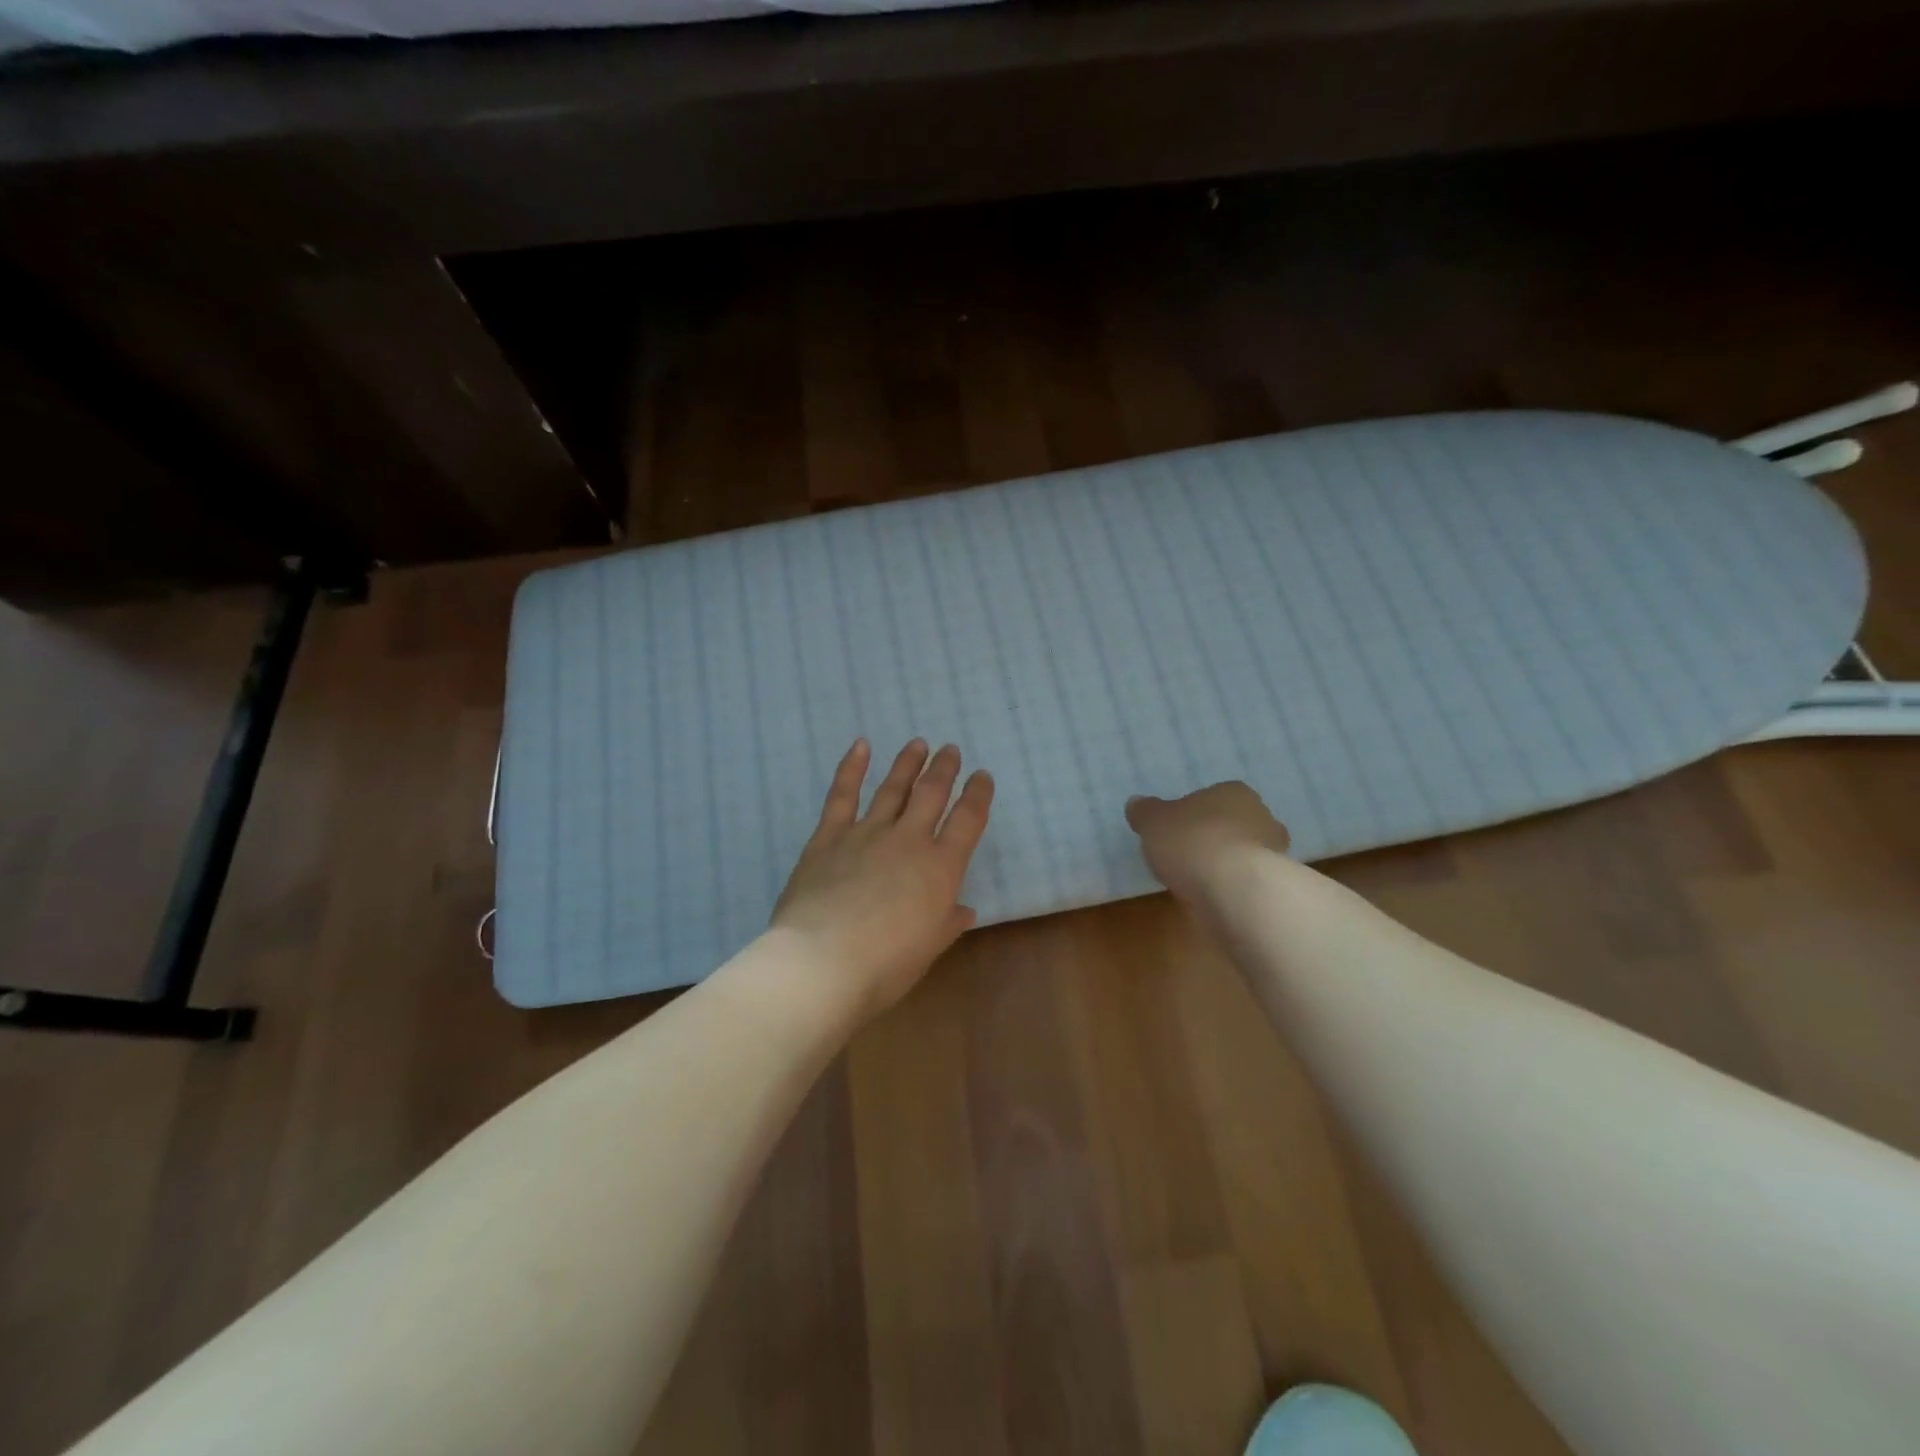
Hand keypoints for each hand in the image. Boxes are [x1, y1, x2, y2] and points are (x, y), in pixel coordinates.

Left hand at [770, 739, 994, 1023]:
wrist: (822, 962)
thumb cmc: (885, 966)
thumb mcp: (928, 948)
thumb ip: (947, 922)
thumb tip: (962, 909)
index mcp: (940, 868)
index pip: (967, 820)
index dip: (978, 795)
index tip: (982, 777)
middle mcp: (908, 840)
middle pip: (932, 794)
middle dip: (944, 769)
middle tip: (950, 750)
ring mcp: (867, 833)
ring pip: (892, 788)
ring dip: (907, 764)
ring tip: (918, 744)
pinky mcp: (829, 836)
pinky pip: (842, 795)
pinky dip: (851, 768)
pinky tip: (860, 746)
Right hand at [1125, 782, 1290, 900]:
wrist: (1235, 891)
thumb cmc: (1192, 842)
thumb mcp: (1153, 822)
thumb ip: (1145, 812)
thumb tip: (1136, 803)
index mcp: (1234, 792)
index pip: (1214, 797)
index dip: (1194, 813)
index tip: (1177, 831)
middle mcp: (1261, 817)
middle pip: (1234, 824)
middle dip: (1215, 837)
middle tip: (1188, 855)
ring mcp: (1274, 854)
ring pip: (1244, 855)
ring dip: (1226, 866)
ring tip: (1198, 883)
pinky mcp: (1275, 888)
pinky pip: (1248, 883)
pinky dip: (1233, 890)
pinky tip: (1213, 900)